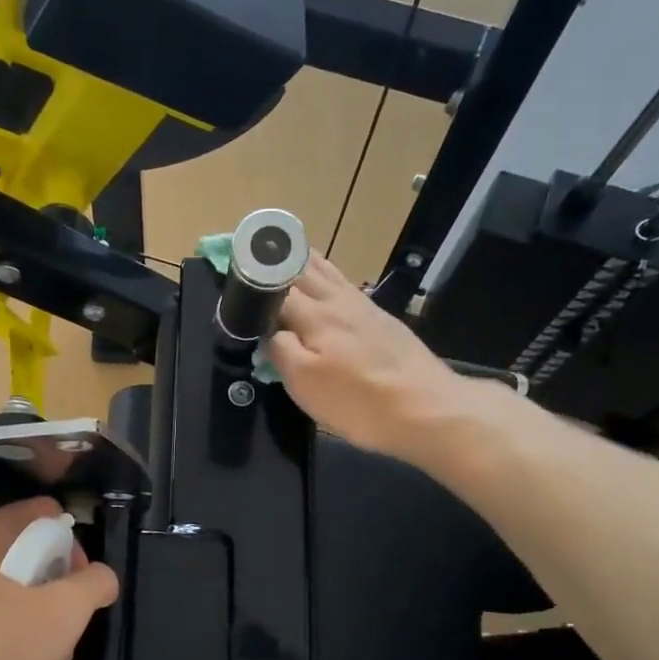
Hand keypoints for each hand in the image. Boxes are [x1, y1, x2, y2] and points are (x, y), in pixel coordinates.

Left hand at [0, 498, 118, 659]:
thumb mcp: (63, 613)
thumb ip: (94, 585)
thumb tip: (101, 577)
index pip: (40, 514)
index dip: (72, 543)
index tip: (84, 582)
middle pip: (23, 558)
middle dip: (55, 594)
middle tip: (70, 629)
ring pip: (3, 597)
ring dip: (35, 625)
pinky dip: (5, 644)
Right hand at [269, 253, 474, 464]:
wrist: (427, 408)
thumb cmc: (359, 401)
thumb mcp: (305, 384)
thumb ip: (280, 351)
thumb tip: (267, 333)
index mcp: (314, 315)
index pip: (274, 286)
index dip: (252, 280)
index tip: (232, 270)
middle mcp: (338, 300)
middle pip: (302, 269)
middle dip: (276, 258)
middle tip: (254, 251)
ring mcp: (364, 307)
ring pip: (327, 272)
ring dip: (303, 260)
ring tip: (286, 251)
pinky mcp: (382, 320)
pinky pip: (346, 285)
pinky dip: (328, 275)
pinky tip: (328, 283)